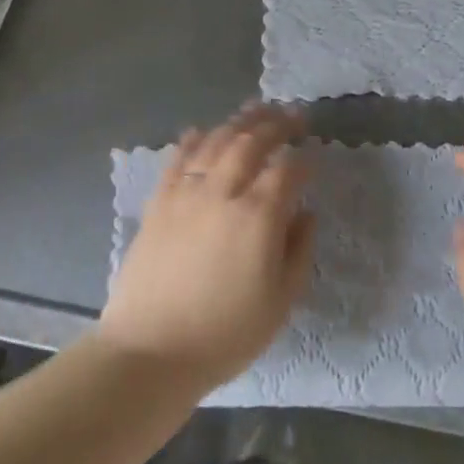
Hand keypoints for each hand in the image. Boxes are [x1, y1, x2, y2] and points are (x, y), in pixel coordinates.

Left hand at [99, 105, 314, 390]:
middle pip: (251, 142)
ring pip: (215, 142)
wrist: (149, 353)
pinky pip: (177, 160)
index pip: (287, 169)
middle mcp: (222, 193)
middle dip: (276, 124)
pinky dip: (193, 140)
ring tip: (256, 110)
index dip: (304, 159)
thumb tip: (305, 214)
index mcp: (259, 216)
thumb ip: (299, 251)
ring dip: (239, 122)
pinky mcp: (158, 204)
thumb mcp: (280, 302)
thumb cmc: (224, 334)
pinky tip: (202, 131)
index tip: (314, 157)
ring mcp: (186, 195)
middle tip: (293, 115)